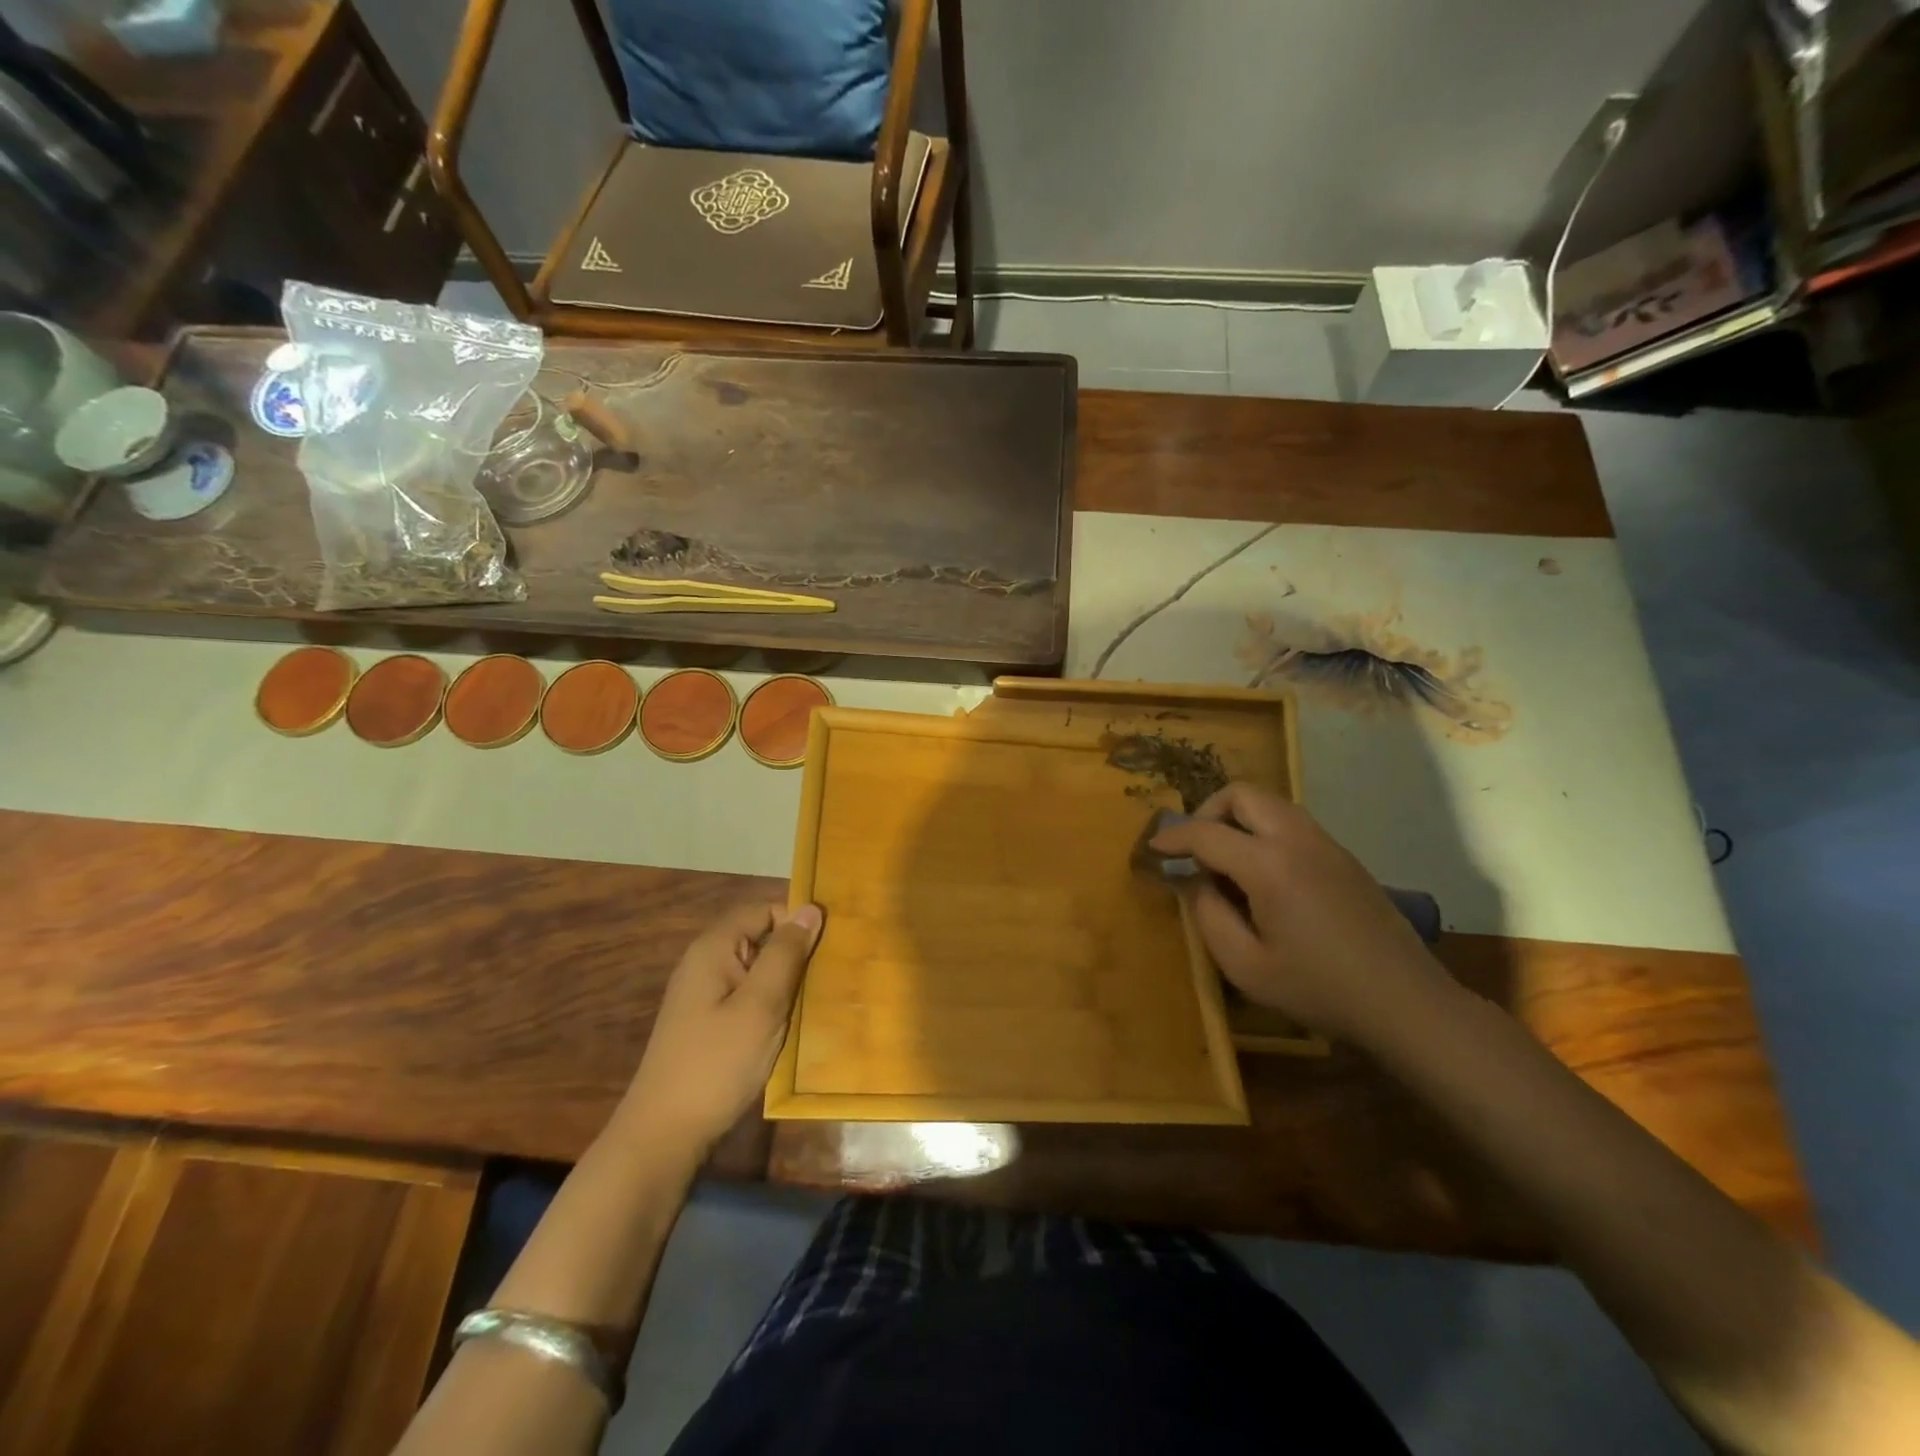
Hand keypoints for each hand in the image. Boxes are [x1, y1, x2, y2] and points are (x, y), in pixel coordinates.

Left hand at [622, 901, 822, 1157]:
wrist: (664, 1135)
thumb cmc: (717, 1064)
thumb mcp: (761, 1005)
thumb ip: (786, 954)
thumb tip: (810, 909)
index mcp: (713, 949)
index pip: (763, 909)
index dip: (796, 921)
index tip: (829, 946)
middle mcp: (705, 963)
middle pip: (759, 937)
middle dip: (794, 952)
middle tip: (828, 976)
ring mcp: (704, 995)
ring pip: (756, 969)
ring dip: (785, 981)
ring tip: (816, 1001)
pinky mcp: (708, 1023)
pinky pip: (747, 995)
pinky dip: (770, 1003)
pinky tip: (789, 1025)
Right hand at [1151, 783, 1452, 1045]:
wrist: (1406, 1003)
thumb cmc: (1319, 990)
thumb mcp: (1246, 966)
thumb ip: (1209, 916)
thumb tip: (1196, 882)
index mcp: (1270, 865)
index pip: (1206, 832)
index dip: (1172, 838)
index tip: (1152, 849)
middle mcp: (1297, 839)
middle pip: (1242, 794)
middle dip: (1207, 812)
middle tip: (1195, 849)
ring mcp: (1326, 844)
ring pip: (1270, 803)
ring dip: (1238, 819)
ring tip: (1225, 861)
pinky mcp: (1344, 857)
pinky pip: (1291, 823)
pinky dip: (1264, 831)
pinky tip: (1263, 876)